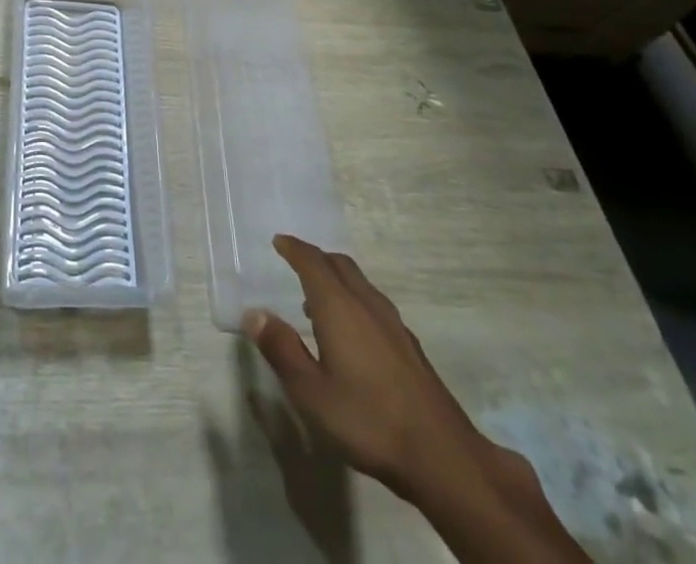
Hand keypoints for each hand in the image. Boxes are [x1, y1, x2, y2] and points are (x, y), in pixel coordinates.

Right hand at [246, 236, 587, 561]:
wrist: (440, 454)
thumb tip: (255, 313)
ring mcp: (392, 323)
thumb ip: (282, 350)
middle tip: (296, 263)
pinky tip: (352, 333)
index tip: (279, 241)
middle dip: (316, 258)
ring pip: (359, 283)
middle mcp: (366, 303)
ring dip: (336, 279)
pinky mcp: (408, 344)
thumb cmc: (367, 420)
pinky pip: (374, 303)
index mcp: (338, 307)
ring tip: (317, 300)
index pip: (313, 262)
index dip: (294, 248)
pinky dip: (354, 299)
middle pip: (339, 264)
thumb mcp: (311, 393)